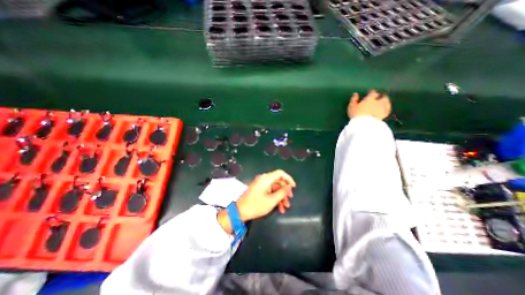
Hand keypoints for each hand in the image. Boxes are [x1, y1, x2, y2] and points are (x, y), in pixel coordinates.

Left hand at [238, 169, 293, 221]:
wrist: (240, 211)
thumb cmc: (256, 205)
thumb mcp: (271, 200)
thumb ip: (282, 192)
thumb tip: (289, 187)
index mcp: (266, 178)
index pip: (280, 173)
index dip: (288, 179)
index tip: (293, 187)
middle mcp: (264, 179)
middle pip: (278, 181)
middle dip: (285, 191)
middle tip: (289, 200)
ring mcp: (261, 184)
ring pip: (275, 188)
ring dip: (280, 197)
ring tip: (285, 207)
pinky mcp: (259, 189)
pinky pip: (269, 191)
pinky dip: (275, 198)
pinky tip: (279, 208)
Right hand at [348, 89, 388, 118]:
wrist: (364, 124)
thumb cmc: (356, 114)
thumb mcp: (352, 106)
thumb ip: (354, 100)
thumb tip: (356, 94)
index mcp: (370, 99)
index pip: (373, 92)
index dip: (372, 91)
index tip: (371, 91)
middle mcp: (378, 102)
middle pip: (383, 97)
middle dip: (382, 96)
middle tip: (380, 96)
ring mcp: (382, 109)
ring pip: (387, 103)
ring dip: (386, 101)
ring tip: (384, 102)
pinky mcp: (384, 115)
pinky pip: (387, 110)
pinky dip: (387, 108)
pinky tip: (386, 109)